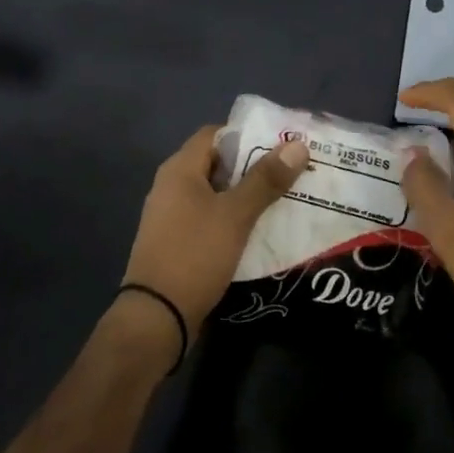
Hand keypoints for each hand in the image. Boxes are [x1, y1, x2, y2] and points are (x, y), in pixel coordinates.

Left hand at [121, 125, 308, 340]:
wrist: (156, 318)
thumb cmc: (194, 255)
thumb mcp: (235, 215)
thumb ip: (266, 179)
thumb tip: (297, 144)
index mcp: (180, 170)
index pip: (216, 134)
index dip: (248, 135)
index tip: (281, 144)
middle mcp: (172, 186)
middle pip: (218, 164)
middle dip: (254, 166)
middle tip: (291, 172)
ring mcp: (172, 216)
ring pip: (216, 194)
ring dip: (246, 195)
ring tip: (284, 199)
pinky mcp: (177, 243)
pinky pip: (210, 218)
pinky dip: (234, 218)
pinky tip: (260, 230)